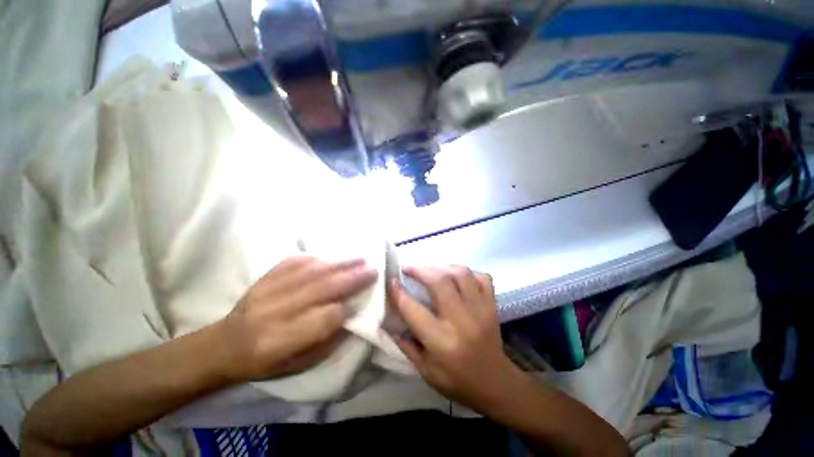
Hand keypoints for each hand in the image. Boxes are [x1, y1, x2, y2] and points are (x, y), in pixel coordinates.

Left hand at [218, 254, 376, 381]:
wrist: (223, 345)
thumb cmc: (264, 362)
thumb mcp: (298, 365)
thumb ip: (327, 341)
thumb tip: (350, 315)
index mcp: (280, 342)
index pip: (323, 319)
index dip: (345, 310)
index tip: (360, 302)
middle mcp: (273, 314)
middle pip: (321, 290)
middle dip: (351, 278)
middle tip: (372, 270)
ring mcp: (266, 292)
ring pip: (311, 272)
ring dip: (340, 265)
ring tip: (360, 259)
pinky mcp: (263, 278)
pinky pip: (293, 262)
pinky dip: (316, 259)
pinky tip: (331, 258)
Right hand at [390, 266, 522, 410]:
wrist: (496, 384)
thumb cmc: (457, 381)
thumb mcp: (426, 371)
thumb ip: (406, 345)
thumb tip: (389, 323)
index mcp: (441, 341)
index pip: (413, 310)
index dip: (399, 293)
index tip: (391, 280)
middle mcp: (461, 321)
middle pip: (440, 282)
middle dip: (421, 270)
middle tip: (409, 268)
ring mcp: (481, 310)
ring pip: (461, 274)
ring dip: (442, 267)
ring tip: (431, 269)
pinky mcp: (492, 305)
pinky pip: (481, 277)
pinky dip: (467, 272)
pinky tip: (456, 277)